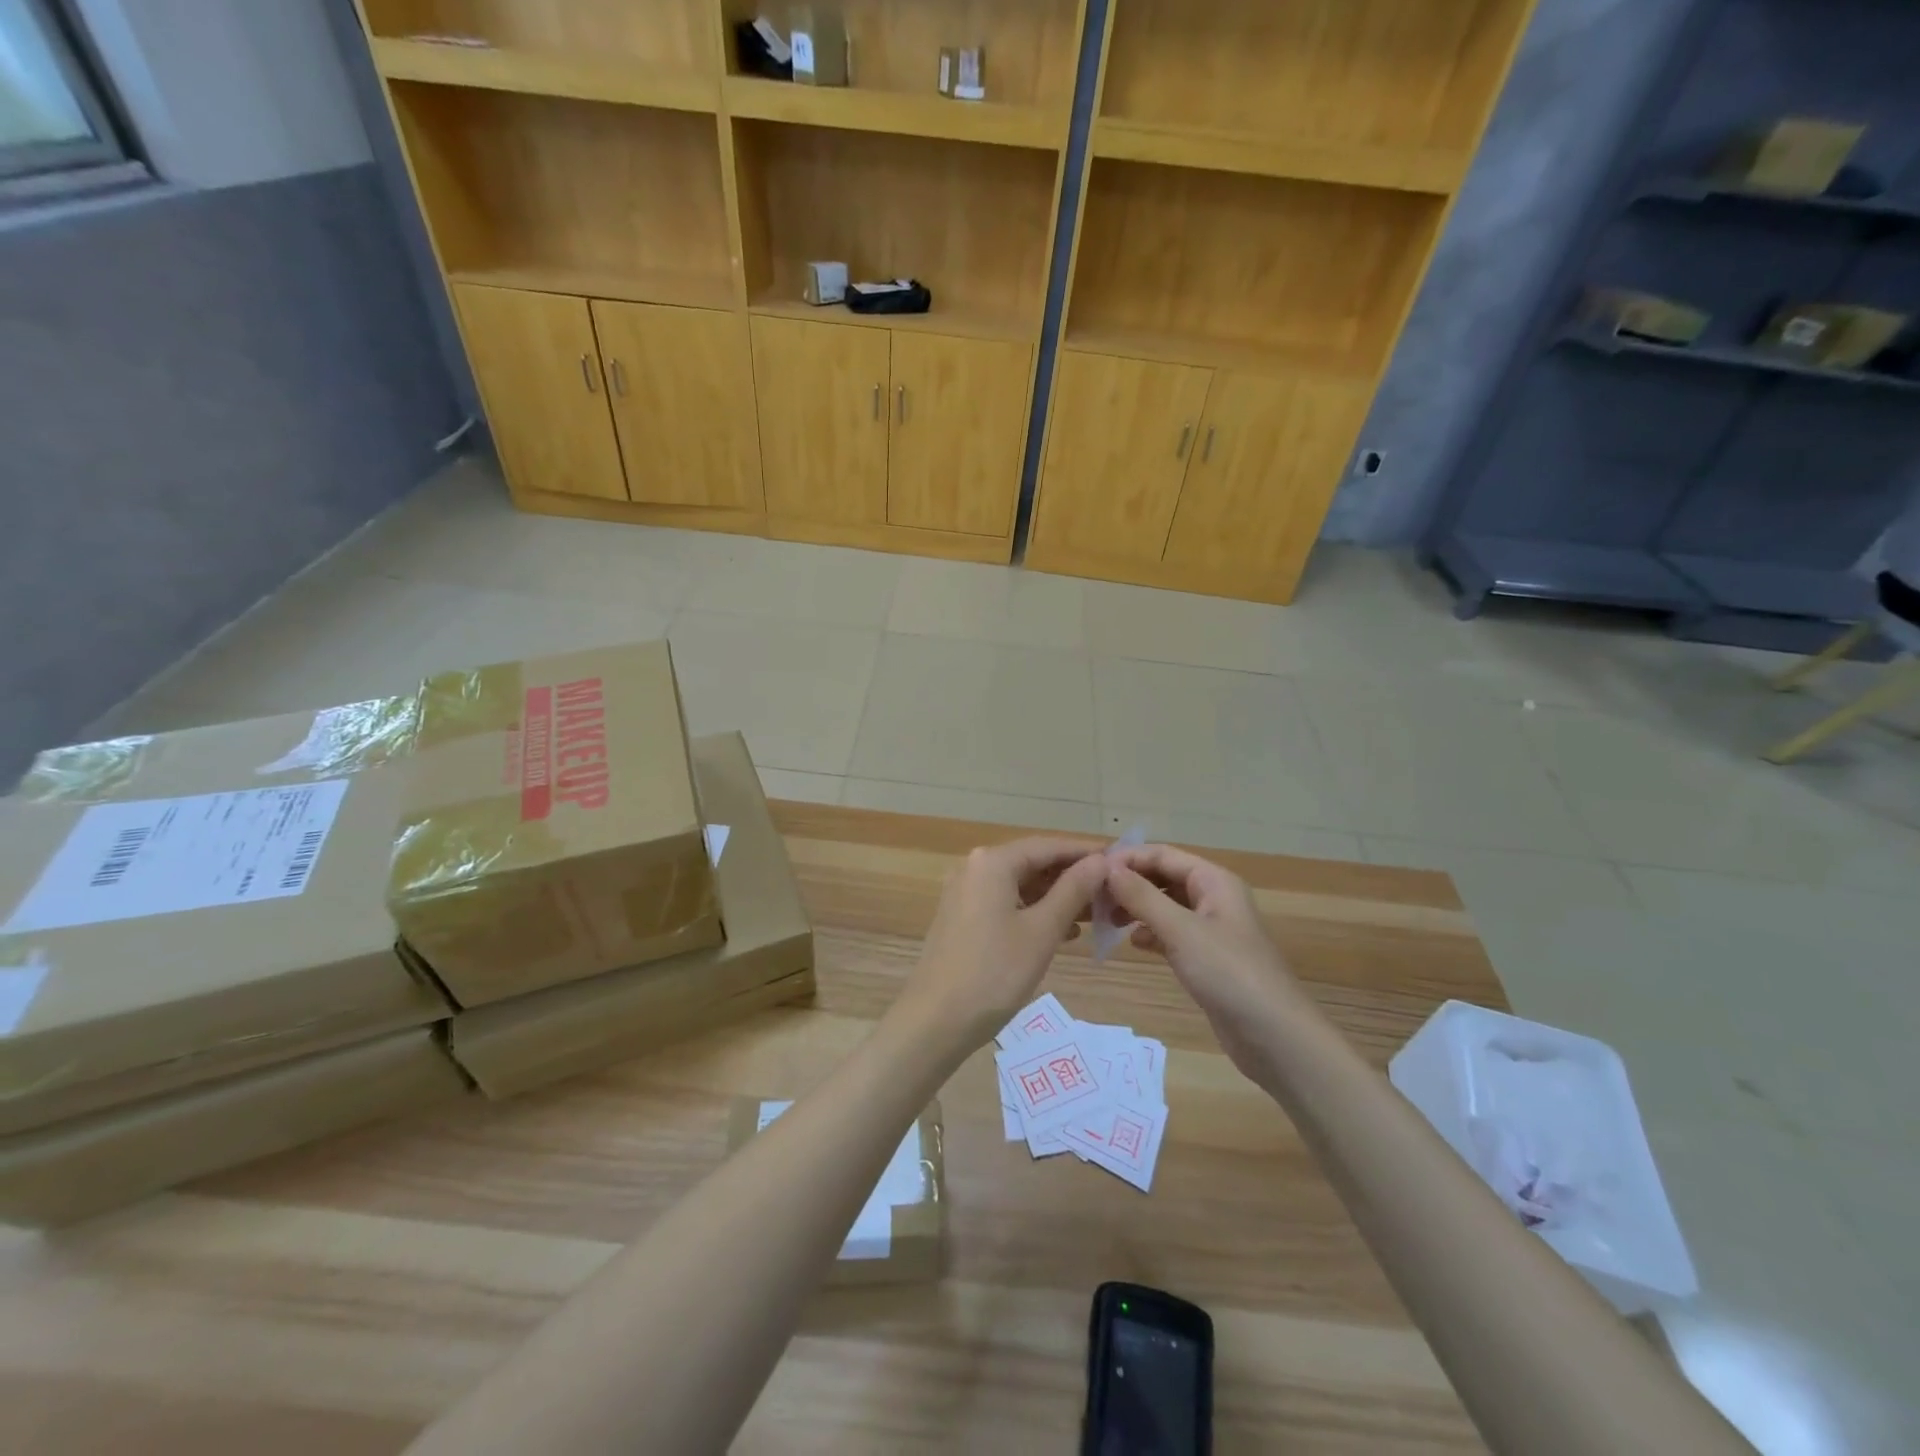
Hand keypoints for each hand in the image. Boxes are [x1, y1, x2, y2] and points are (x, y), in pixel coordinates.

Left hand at [894, 838, 1108, 1054]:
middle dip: (1072, 877)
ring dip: (1056, 897)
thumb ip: (1073, 890)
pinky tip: (1062, 933)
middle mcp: (975, 868)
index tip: (1120, 862)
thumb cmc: (994, 973)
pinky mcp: (962, 918)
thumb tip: (1101, 861)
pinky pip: (1006, 903)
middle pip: (1033, 863)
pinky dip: (1034, 912)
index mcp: (992, 862)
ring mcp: (965, 893)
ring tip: (1094, 915)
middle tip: (1112, 893)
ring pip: (1020, 885)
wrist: (935, 1021)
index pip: (1048, 845)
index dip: (1085, 853)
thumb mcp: (1042, 931)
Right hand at [1106, 844, 1314, 1083]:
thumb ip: (1142, 897)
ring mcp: (1212, 929)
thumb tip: (1107, 868)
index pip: (1162, 855)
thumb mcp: (1181, 931)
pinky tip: (1134, 944)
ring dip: (1137, 908)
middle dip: (1130, 884)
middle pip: (1163, 878)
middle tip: (1093, 898)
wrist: (1275, 1036)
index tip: (1091, 871)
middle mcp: (1213, 898)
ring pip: (1165, 906)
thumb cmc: (1228, 973)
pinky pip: (1172, 933)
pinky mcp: (1208, 958)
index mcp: (1214, 881)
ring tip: (1106, 920)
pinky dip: (1151, 933)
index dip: (1127, 858)